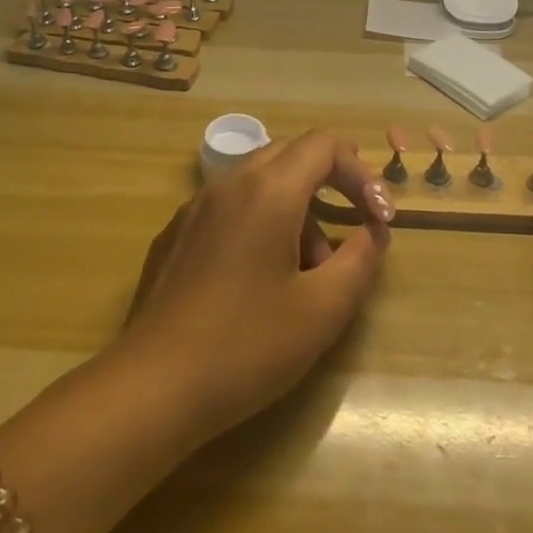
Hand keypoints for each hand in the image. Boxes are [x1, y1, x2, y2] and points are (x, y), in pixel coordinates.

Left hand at [117, 130, 393, 440]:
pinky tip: (259, 280)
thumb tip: (374, 230)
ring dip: (295, 209)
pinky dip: (260, 222)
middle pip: (290, 155)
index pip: (323, 145)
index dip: (361, 173)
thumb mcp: (322, 309)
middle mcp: (229, 183)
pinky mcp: (175, 234)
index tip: (379, 218)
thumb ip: (360, 259)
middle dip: (329, 184)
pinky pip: (229, 207)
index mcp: (268, 190)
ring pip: (258, 182)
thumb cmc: (247, 345)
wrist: (152, 386)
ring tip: (308, 271)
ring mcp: (195, 207)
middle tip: (351, 228)